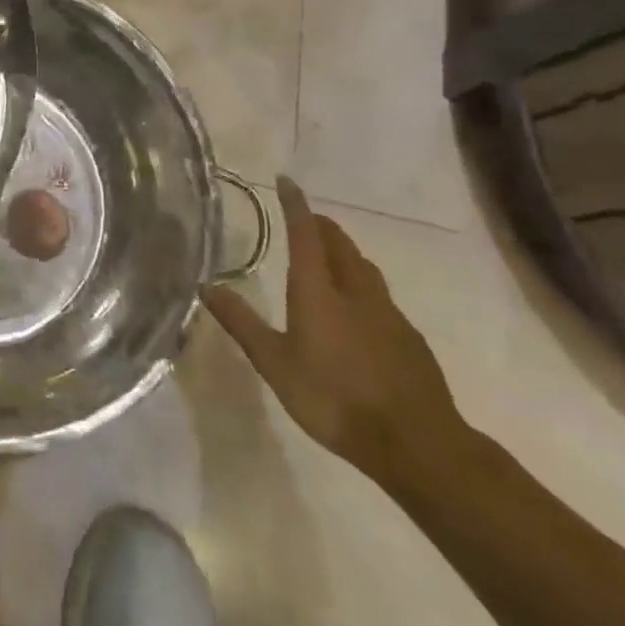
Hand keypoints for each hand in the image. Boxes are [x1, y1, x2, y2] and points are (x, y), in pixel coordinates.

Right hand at [202, 176, 468, 489]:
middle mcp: (355, 291)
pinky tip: (358, 311)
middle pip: (340, 245)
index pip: (305, 234)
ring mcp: (388, 314)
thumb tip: (207, 286)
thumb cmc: (335, 399)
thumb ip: (242, 323)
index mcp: (319, 291)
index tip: (287, 181)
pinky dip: (362, 286)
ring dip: (344, 253)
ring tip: (330, 257)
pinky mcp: (409, 338)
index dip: (295, 205)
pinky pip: (380, 296)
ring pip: (364, 268)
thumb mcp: (275, 364)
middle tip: (305, 220)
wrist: (417, 445)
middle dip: (321, 226)